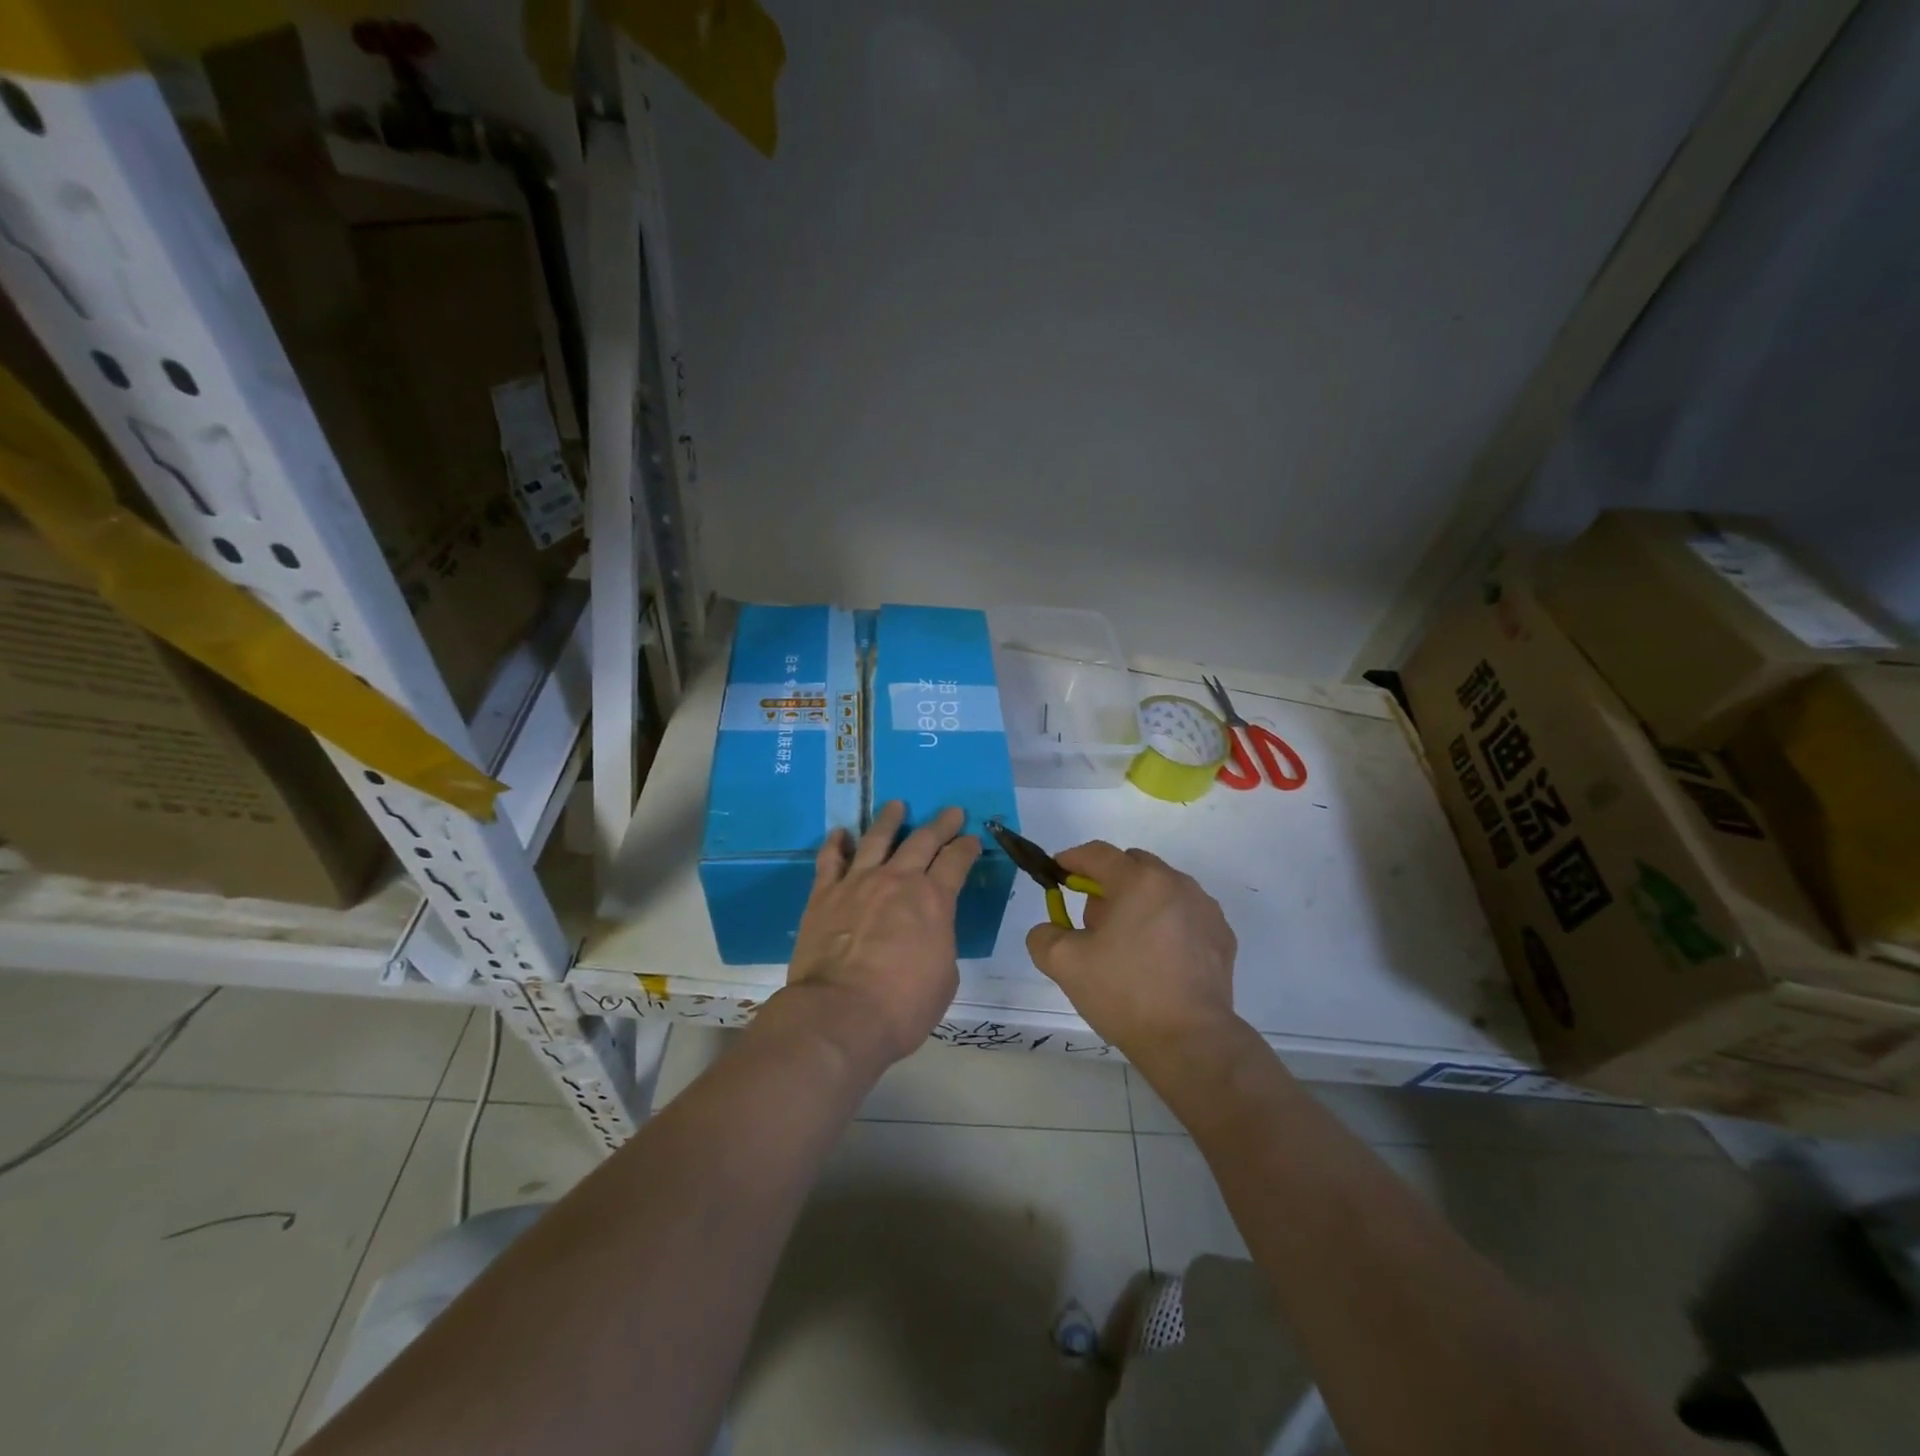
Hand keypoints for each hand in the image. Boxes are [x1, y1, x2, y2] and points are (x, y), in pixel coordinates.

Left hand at [785, 801, 980, 1072]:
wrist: (840, 1014)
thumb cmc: (902, 1006)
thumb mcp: (944, 977)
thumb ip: (939, 942)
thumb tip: (928, 932)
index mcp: (934, 900)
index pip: (957, 862)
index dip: (967, 848)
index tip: (972, 839)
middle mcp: (897, 880)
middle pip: (923, 840)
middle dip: (941, 824)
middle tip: (951, 812)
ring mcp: (858, 882)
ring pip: (876, 839)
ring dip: (889, 819)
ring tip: (896, 805)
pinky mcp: (825, 894)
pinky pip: (831, 859)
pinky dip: (837, 843)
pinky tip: (840, 833)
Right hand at [1025, 842, 1239, 1062]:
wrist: (1190, 1040)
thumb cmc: (1125, 993)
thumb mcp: (1065, 964)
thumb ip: (1044, 936)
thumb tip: (1050, 929)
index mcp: (1139, 880)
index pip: (1097, 854)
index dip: (1072, 859)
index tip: (1057, 873)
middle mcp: (1176, 883)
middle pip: (1132, 866)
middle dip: (1107, 884)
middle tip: (1093, 922)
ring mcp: (1204, 909)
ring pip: (1160, 889)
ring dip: (1138, 903)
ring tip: (1126, 945)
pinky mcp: (1221, 936)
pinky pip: (1184, 914)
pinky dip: (1165, 924)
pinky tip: (1157, 960)